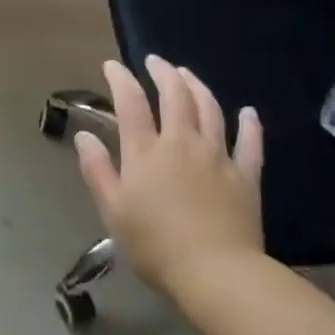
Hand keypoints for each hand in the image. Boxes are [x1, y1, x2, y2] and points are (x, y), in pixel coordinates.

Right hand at [72, 54, 265, 298]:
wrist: (216, 274)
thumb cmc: (155, 245)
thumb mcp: (113, 210)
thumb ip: (97, 169)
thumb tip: (84, 135)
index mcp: (146, 151)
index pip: (131, 102)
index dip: (120, 79)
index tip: (112, 66)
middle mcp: (182, 143)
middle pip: (175, 95)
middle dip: (163, 72)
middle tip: (155, 61)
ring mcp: (218, 156)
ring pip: (210, 109)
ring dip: (197, 86)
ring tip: (188, 75)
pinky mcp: (245, 176)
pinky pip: (250, 143)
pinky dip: (249, 124)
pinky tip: (249, 112)